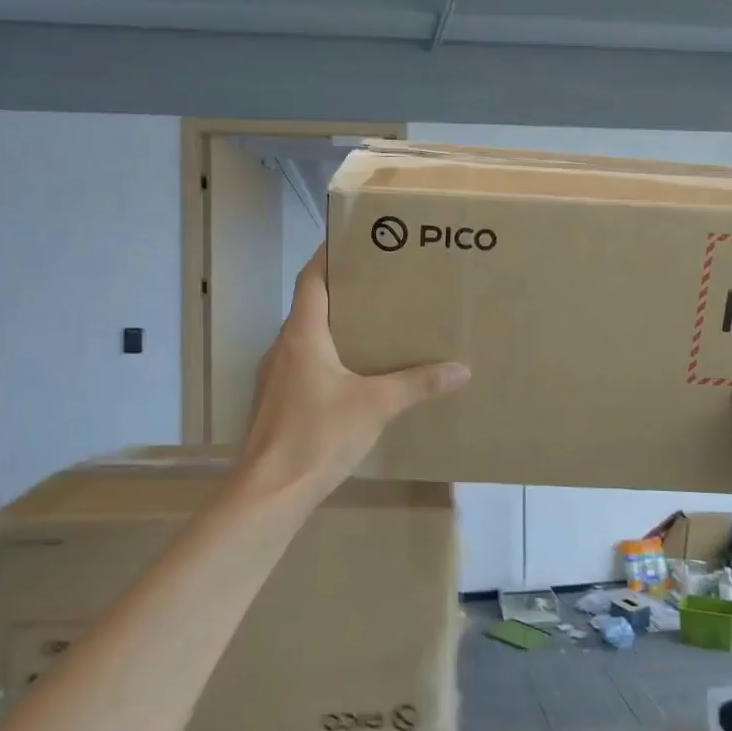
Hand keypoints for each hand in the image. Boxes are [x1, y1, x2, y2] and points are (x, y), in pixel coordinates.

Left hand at [234, 246, 469, 504]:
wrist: (269, 492)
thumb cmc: (318, 436)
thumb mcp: (376, 406)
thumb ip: (418, 384)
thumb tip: (461, 369)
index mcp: (303, 335)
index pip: (311, 279)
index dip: (328, 255)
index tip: (354, 238)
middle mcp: (283, 347)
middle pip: (310, 305)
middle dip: (343, 290)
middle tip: (382, 282)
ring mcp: (275, 376)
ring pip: (307, 336)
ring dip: (336, 325)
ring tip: (375, 324)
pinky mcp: (277, 402)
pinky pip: (305, 363)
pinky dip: (329, 356)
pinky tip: (356, 373)